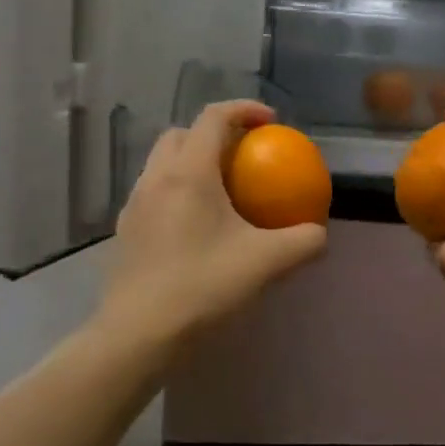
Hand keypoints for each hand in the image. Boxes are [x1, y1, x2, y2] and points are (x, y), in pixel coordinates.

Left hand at [102, 100, 326, 341]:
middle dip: (213, 133)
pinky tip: (196, 227)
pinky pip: (153, 192)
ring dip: (191, 162)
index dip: (244, 110)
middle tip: (242, 155)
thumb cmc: (201, 287)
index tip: (271, 123)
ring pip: (162, 163)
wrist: (137, 336)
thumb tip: (319, 233)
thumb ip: (302, 242)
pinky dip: (177, 191)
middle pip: (181, 134)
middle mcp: (155, 178)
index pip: (213, 117)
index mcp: (188, 173)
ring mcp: (134, 204)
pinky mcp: (125, 230)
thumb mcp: (266, 263)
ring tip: (220, 190)